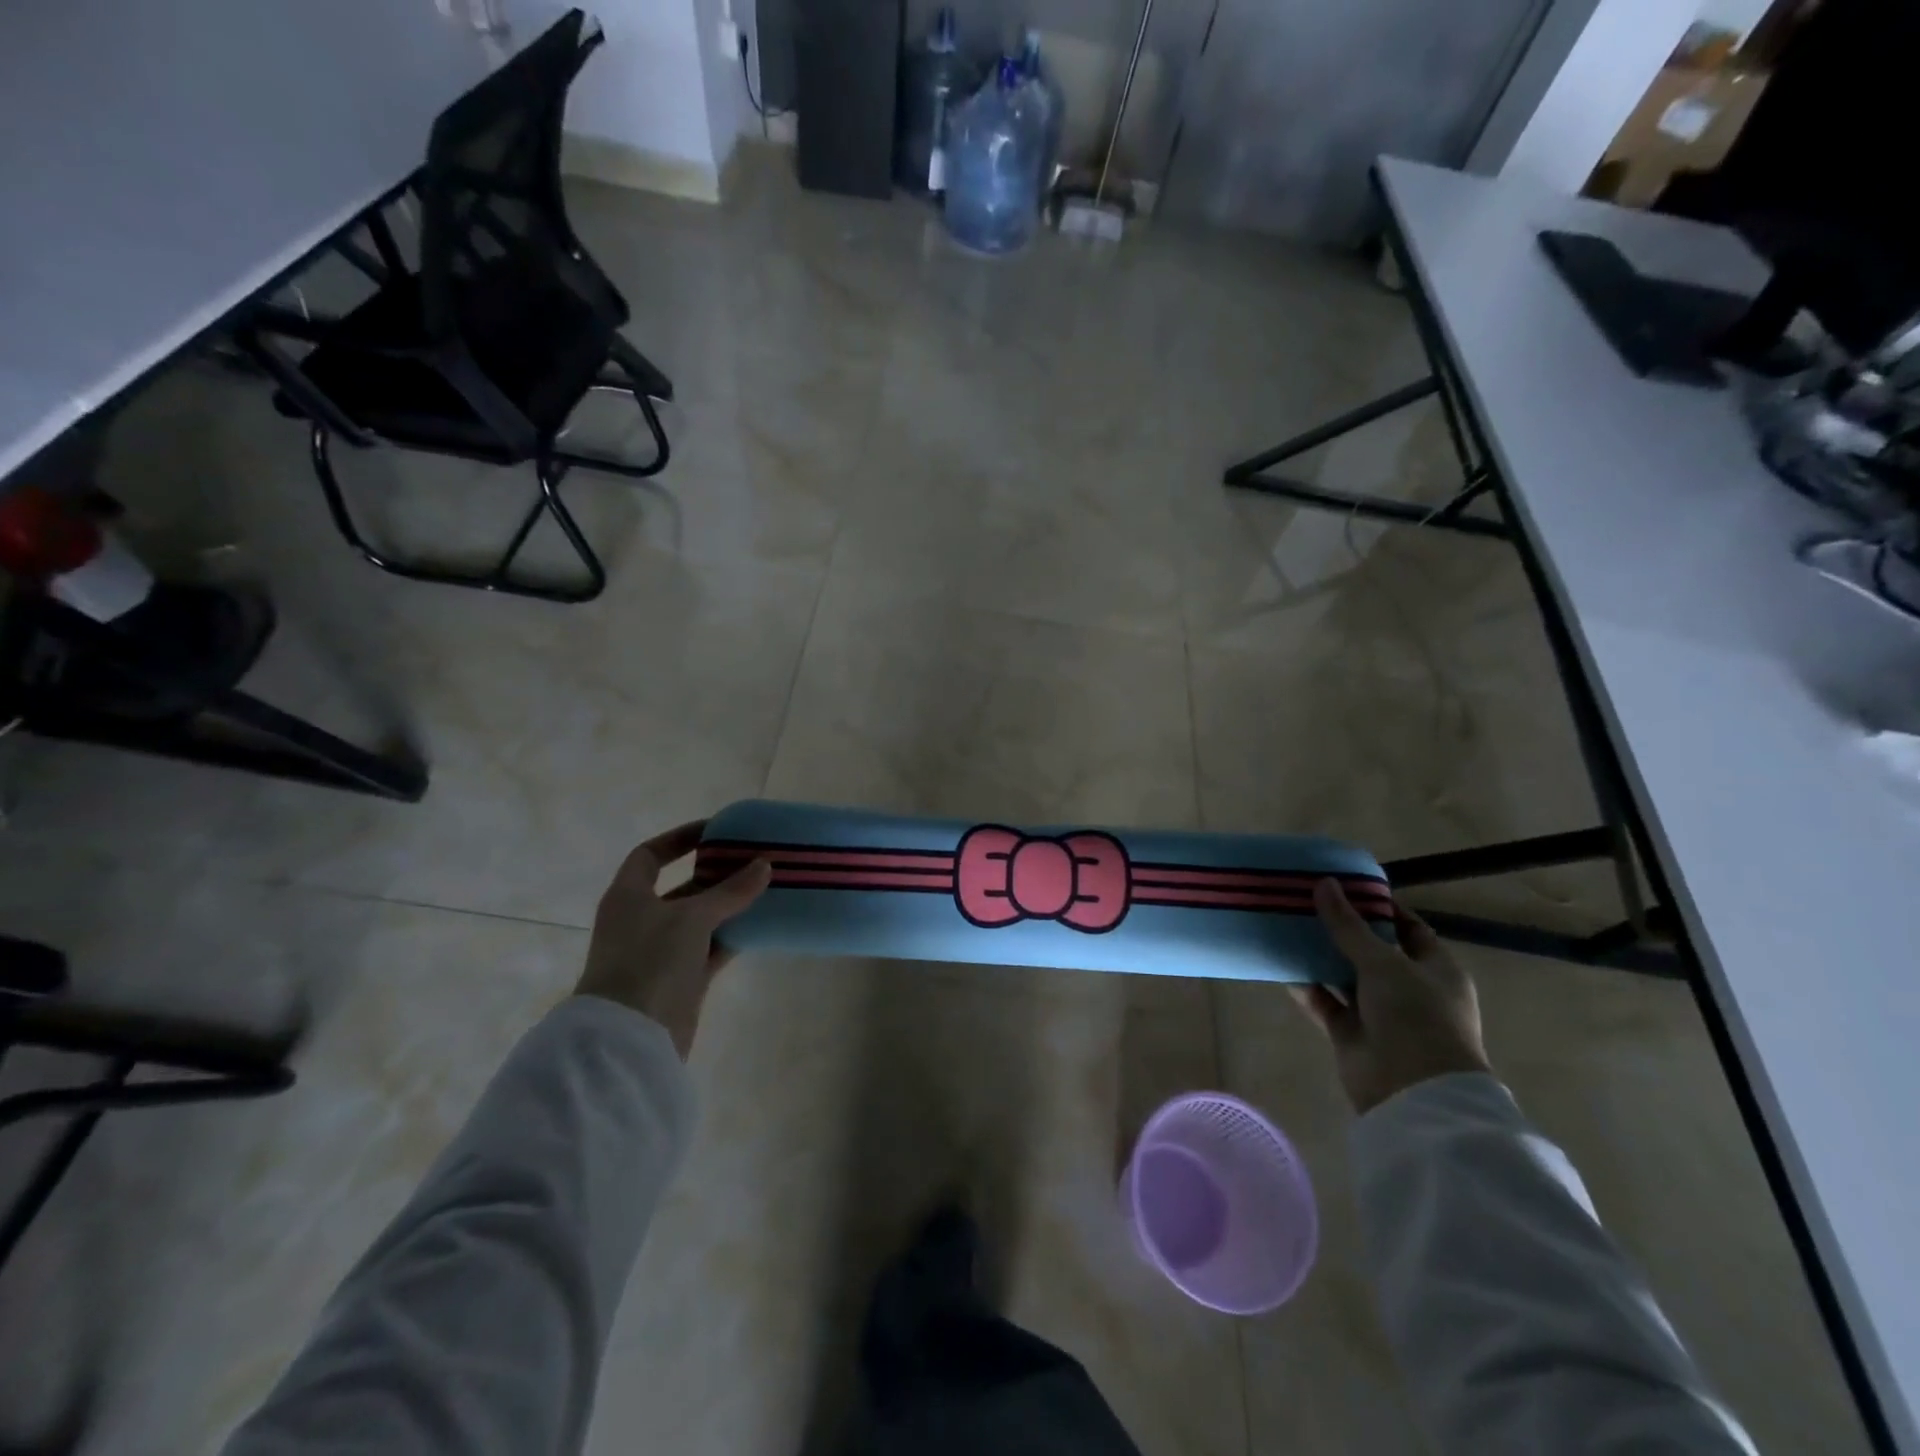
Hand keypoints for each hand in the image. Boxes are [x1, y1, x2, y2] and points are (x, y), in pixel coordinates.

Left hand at [573, 820, 771, 1058]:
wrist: (631, 1038)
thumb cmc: (650, 961)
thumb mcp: (692, 917)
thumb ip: (731, 891)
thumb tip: (764, 864)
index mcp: (629, 896)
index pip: (650, 855)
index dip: (679, 839)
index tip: (715, 831)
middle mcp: (641, 920)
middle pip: (682, 887)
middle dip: (715, 874)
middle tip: (753, 860)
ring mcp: (661, 952)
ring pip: (700, 919)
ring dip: (729, 906)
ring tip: (766, 888)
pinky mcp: (681, 980)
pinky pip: (711, 948)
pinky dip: (733, 936)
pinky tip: (762, 925)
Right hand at [1293, 879, 1492, 1114]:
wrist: (1412, 1091)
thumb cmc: (1415, 1017)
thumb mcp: (1383, 962)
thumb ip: (1348, 925)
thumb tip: (1324, 883)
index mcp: (1436, 969)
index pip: (1409, 928)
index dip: (1380, 907)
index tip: (1346, 887)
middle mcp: (1410, 989)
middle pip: (1372, 951)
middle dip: (1342, 930)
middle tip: (1307, 902)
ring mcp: (1380, 1013)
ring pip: (1345, 976)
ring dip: (1321, 957)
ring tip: (1288, 927)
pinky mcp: (1352, 1033)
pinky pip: (1325, 1003)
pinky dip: (1307, 987)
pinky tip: (1283, 966)